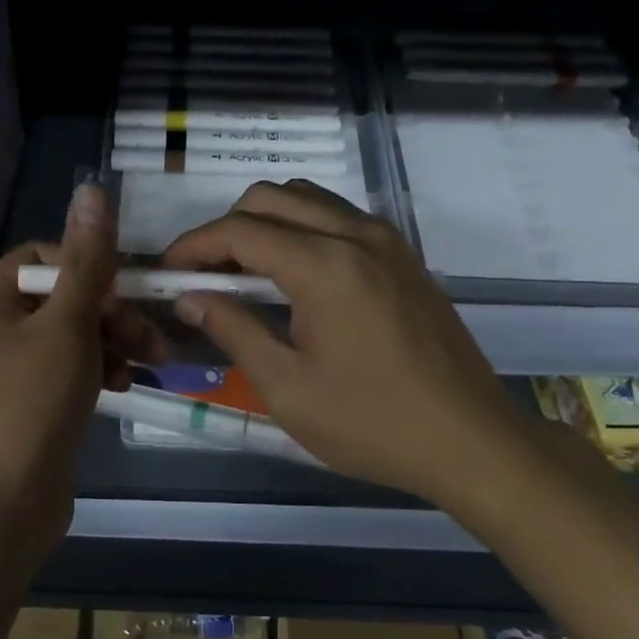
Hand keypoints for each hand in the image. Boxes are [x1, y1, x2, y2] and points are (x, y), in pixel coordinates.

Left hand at [0, 180, 161, 565]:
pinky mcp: (30, 395)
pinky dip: (100, 366)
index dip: (90, 268)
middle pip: (63, 296)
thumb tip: (92, 190)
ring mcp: (9, 363)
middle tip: (155, 337)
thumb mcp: (68, 325)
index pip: (45, 257)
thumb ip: (88, 260)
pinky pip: (70, 363)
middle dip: (113, 313)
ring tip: (153, 362)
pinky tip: (126, 384)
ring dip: (115, 340)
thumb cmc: (33, 404)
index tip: (125, 294)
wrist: (9, 504)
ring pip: (73, 331)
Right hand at [160, 180, 535, 508]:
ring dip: (265, 222)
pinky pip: (337, 217)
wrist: (472, 440)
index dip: (194, 245)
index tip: (166, 271)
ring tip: (243, 272)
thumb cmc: (372, 423)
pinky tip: (292, 275)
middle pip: (270, 198)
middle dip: (226, 227)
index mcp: (324, 266)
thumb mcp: (287, 388)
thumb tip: (191, 298)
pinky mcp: (402, 255)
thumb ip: (234, 330)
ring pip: (306, 199)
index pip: (240, 230)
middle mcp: (355, 235)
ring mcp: (385, 240)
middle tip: (204, 274)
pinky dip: (301, 228)